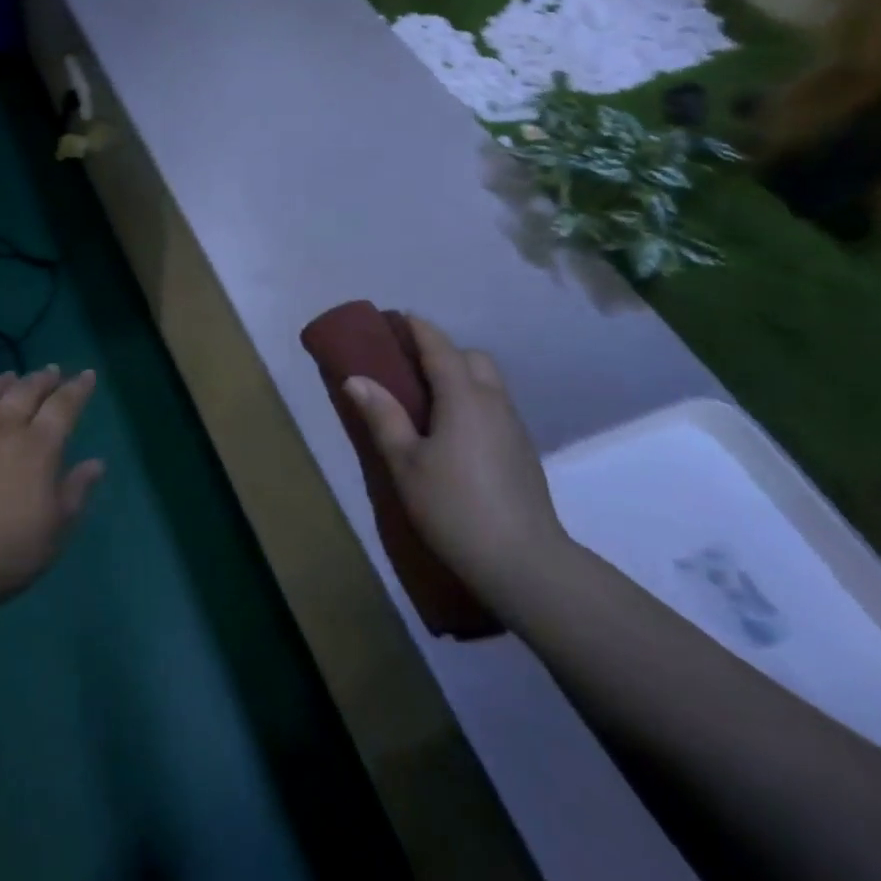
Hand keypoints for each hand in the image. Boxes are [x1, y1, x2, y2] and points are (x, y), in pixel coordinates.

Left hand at [0, 366, 103, 606]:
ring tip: (10, 376)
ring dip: (2, 380)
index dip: (78, 388)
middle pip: (26, 389)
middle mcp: (3, 426)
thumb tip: (96, 462)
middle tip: (52, 371)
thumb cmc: (6, 550)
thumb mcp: (55, 529)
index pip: (64, 405)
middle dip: (43, 377)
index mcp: (38, 445)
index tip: (87, 374)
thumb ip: (76, 491)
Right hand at [344, 315, 568, 605]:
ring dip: (460, 377)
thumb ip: (383, 416)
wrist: (524, 562)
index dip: (419, 329)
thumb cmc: (453, 506)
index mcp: (463, 397)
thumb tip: (357, 378)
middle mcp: (494, 402)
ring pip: (488, 384)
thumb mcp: (405, 462)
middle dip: (443, 352)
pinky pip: (494, 408)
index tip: (398, 317)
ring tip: (428, 401)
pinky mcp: (522, 452)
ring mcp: (514, 427)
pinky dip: (472, 402)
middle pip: (472, 359)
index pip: (440, 348)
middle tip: (410, 368)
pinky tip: (453, 433)